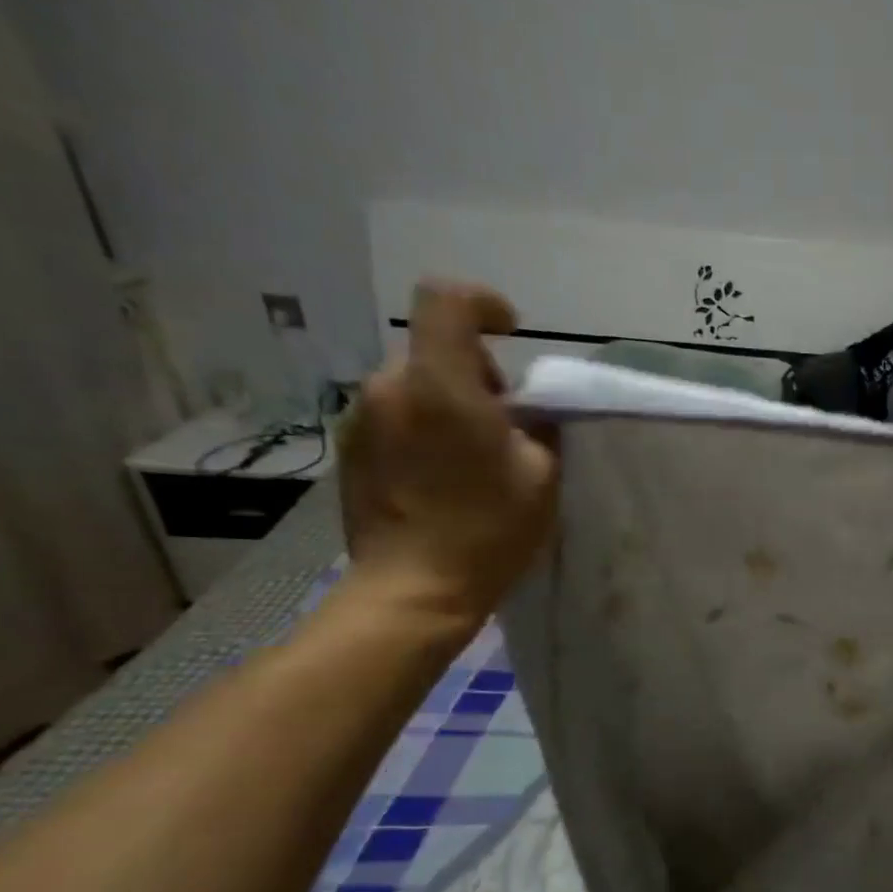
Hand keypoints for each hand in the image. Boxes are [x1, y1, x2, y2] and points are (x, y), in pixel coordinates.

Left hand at [337, 281, 558, 629]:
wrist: (413, 590)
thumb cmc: (488, 530)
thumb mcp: (542, 476)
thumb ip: (538, 426)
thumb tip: (526, 409)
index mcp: (440, 385)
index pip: (447, 301)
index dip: (483, 303)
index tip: (511, 331)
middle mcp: (389, 387)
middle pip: (433, 349)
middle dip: (474, 372)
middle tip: (505, 422)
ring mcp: (361, 419)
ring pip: (413, 385)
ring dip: (447, 402)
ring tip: (473, 455)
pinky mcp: (349, 450)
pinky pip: (394, 417)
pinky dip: (422, 428)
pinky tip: (442, 477)